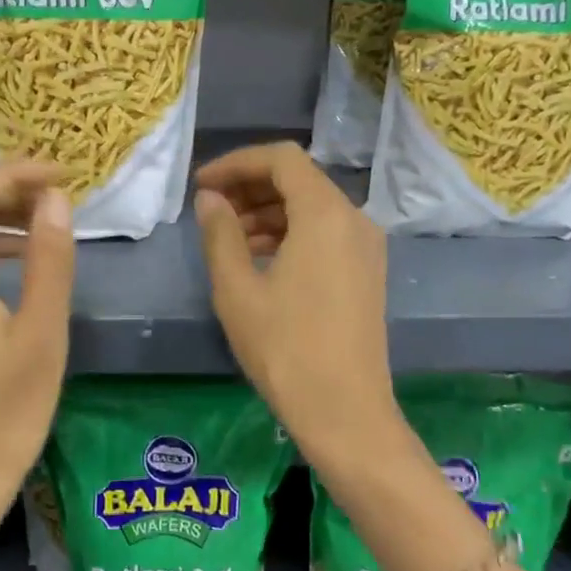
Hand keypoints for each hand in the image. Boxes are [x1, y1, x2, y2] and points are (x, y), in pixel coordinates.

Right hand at [194, 142, 399, 464]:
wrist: (345, 412)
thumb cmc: (285, 349)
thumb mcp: (237, 290)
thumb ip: (220, 233)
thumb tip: (210, 199)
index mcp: (325, 213)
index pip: (281, 159)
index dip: (237, 163)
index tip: (202, 184)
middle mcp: (354, 219)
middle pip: (299, 180)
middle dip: (251, 187)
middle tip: (211, 211)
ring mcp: (366, 246)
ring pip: (312, 207)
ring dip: (269, 212)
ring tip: (229, 238)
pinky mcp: (368, 271)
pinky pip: (326, 233)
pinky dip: (291, 233)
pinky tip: (261, 259)